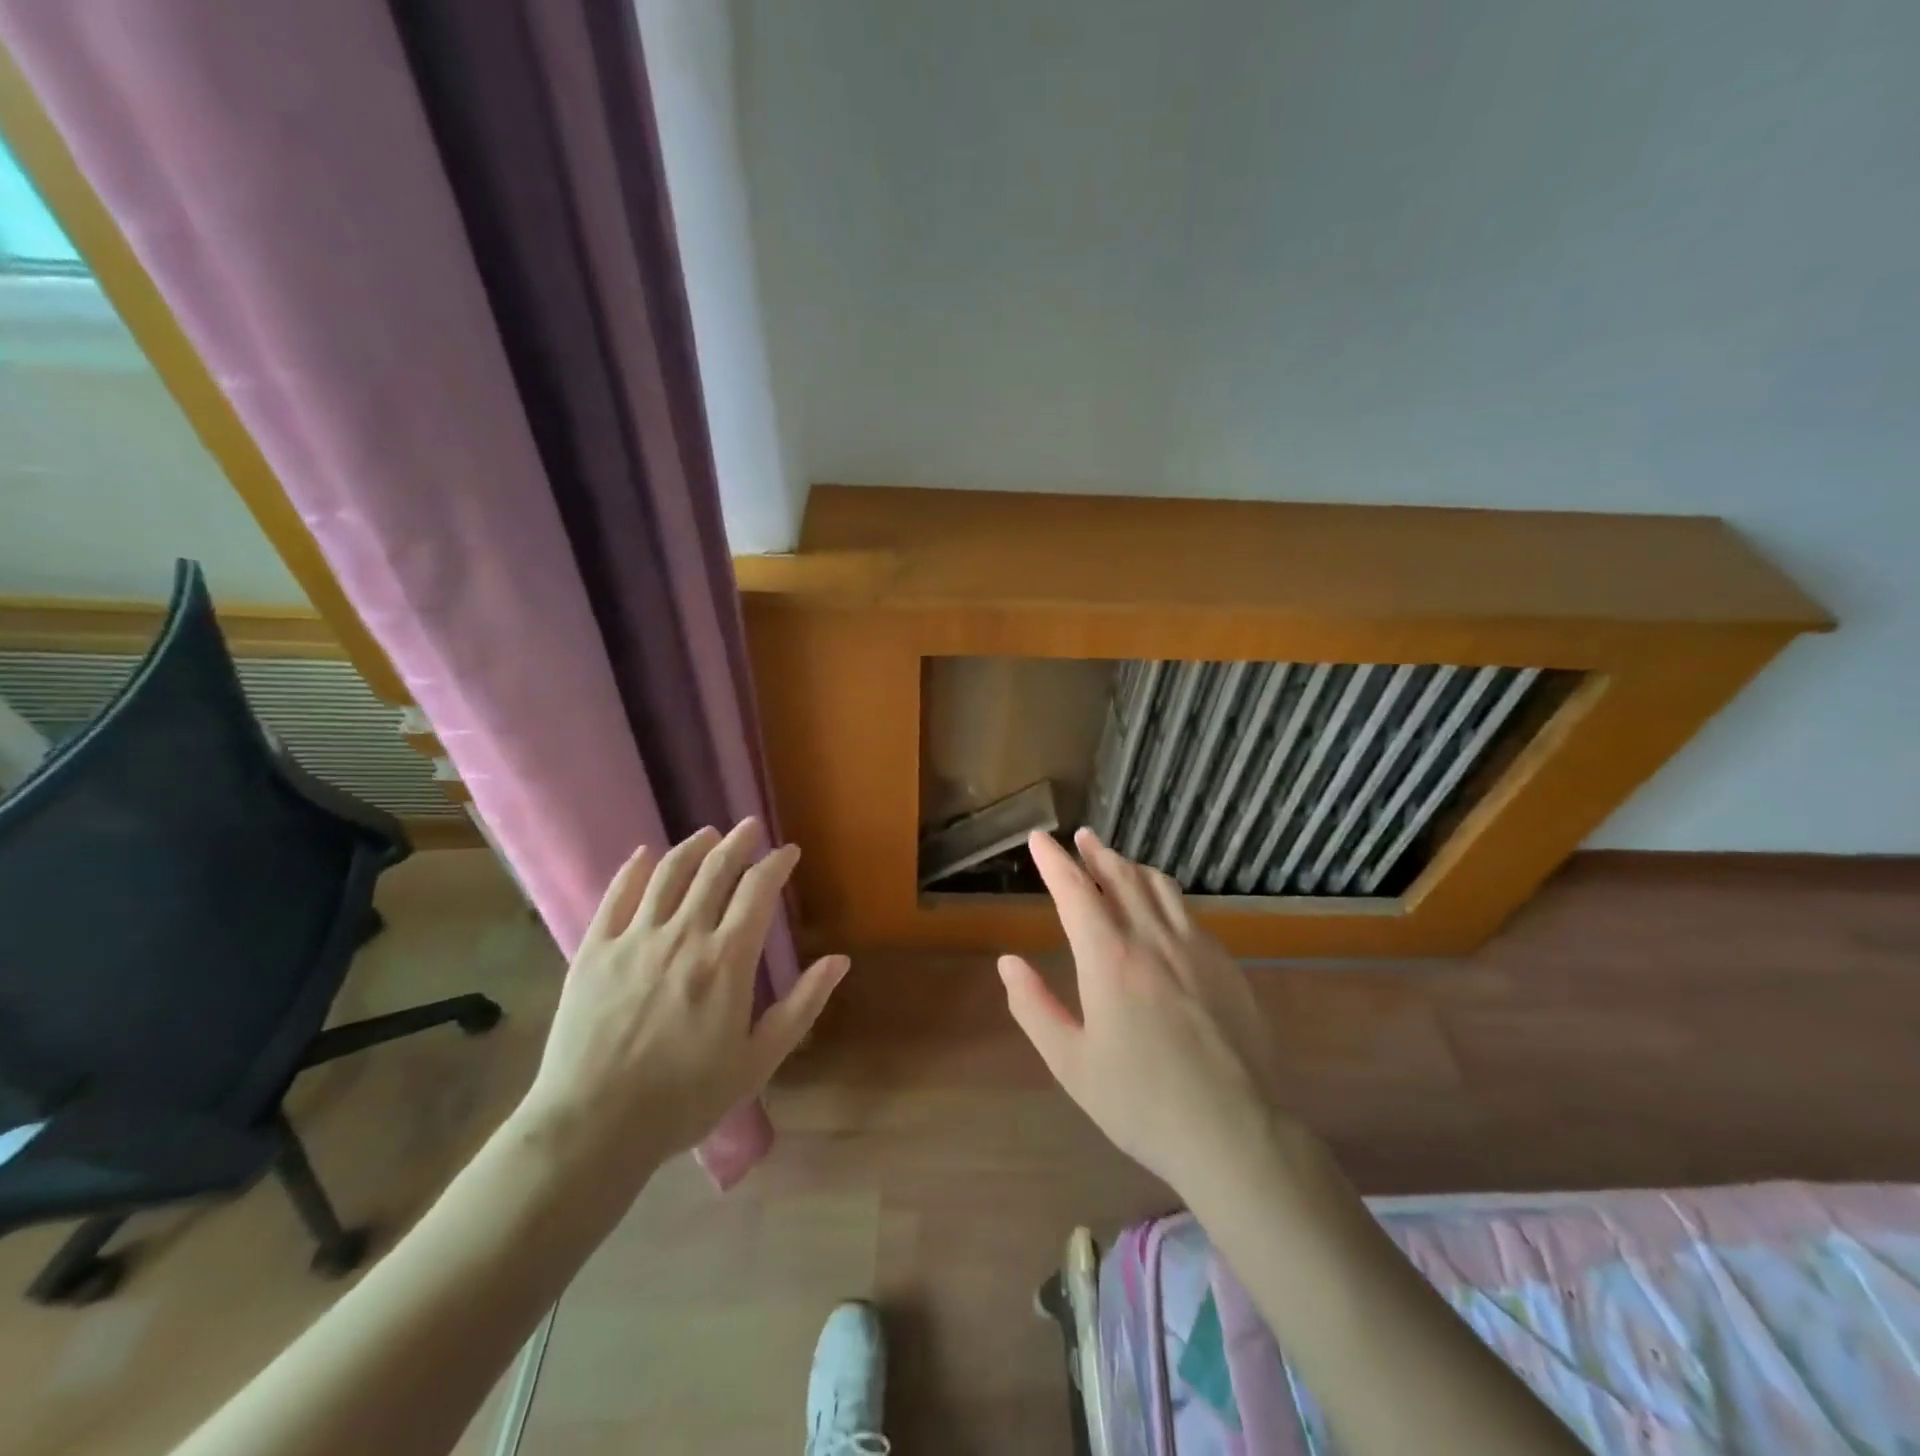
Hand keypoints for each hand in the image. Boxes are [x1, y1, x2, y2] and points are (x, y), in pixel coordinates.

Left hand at [515, 820, 849, 1196]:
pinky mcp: (593, 951)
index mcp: (727, 960)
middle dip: (738, 843)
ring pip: (668, 873)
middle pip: (715, 870)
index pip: (758, 890)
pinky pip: (616, 896)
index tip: (788, 852)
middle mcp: (683, 935)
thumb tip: (839, 960)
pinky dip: (634, 870)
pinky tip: (644, 856)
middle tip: (750, 827)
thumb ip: (801, 1005)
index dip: (776, 864)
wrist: (593, 1127)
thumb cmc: (685, 1098)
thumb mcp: (758, 1060)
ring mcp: (634, 939)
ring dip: (693, 847)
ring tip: (708, 834)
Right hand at [1000, 828, 1284, 1198]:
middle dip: (1097, 853)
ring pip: (1161, 888)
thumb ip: (1034, 1007)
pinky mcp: (1226, 965)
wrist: (1234, 1133)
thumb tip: (1008, 962)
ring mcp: (1196, 949)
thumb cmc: (1140, 1102)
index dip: (1054, 861)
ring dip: (1133, 867)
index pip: (1076, 891)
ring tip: (1119, 862)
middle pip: (1122, 877)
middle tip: (1082, 838)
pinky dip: (1165, 896)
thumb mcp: (1071, 1063)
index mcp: (1110, 959)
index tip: (1039, 838)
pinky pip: (1189, 913)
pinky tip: (1163, 910)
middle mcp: (1153, 940)